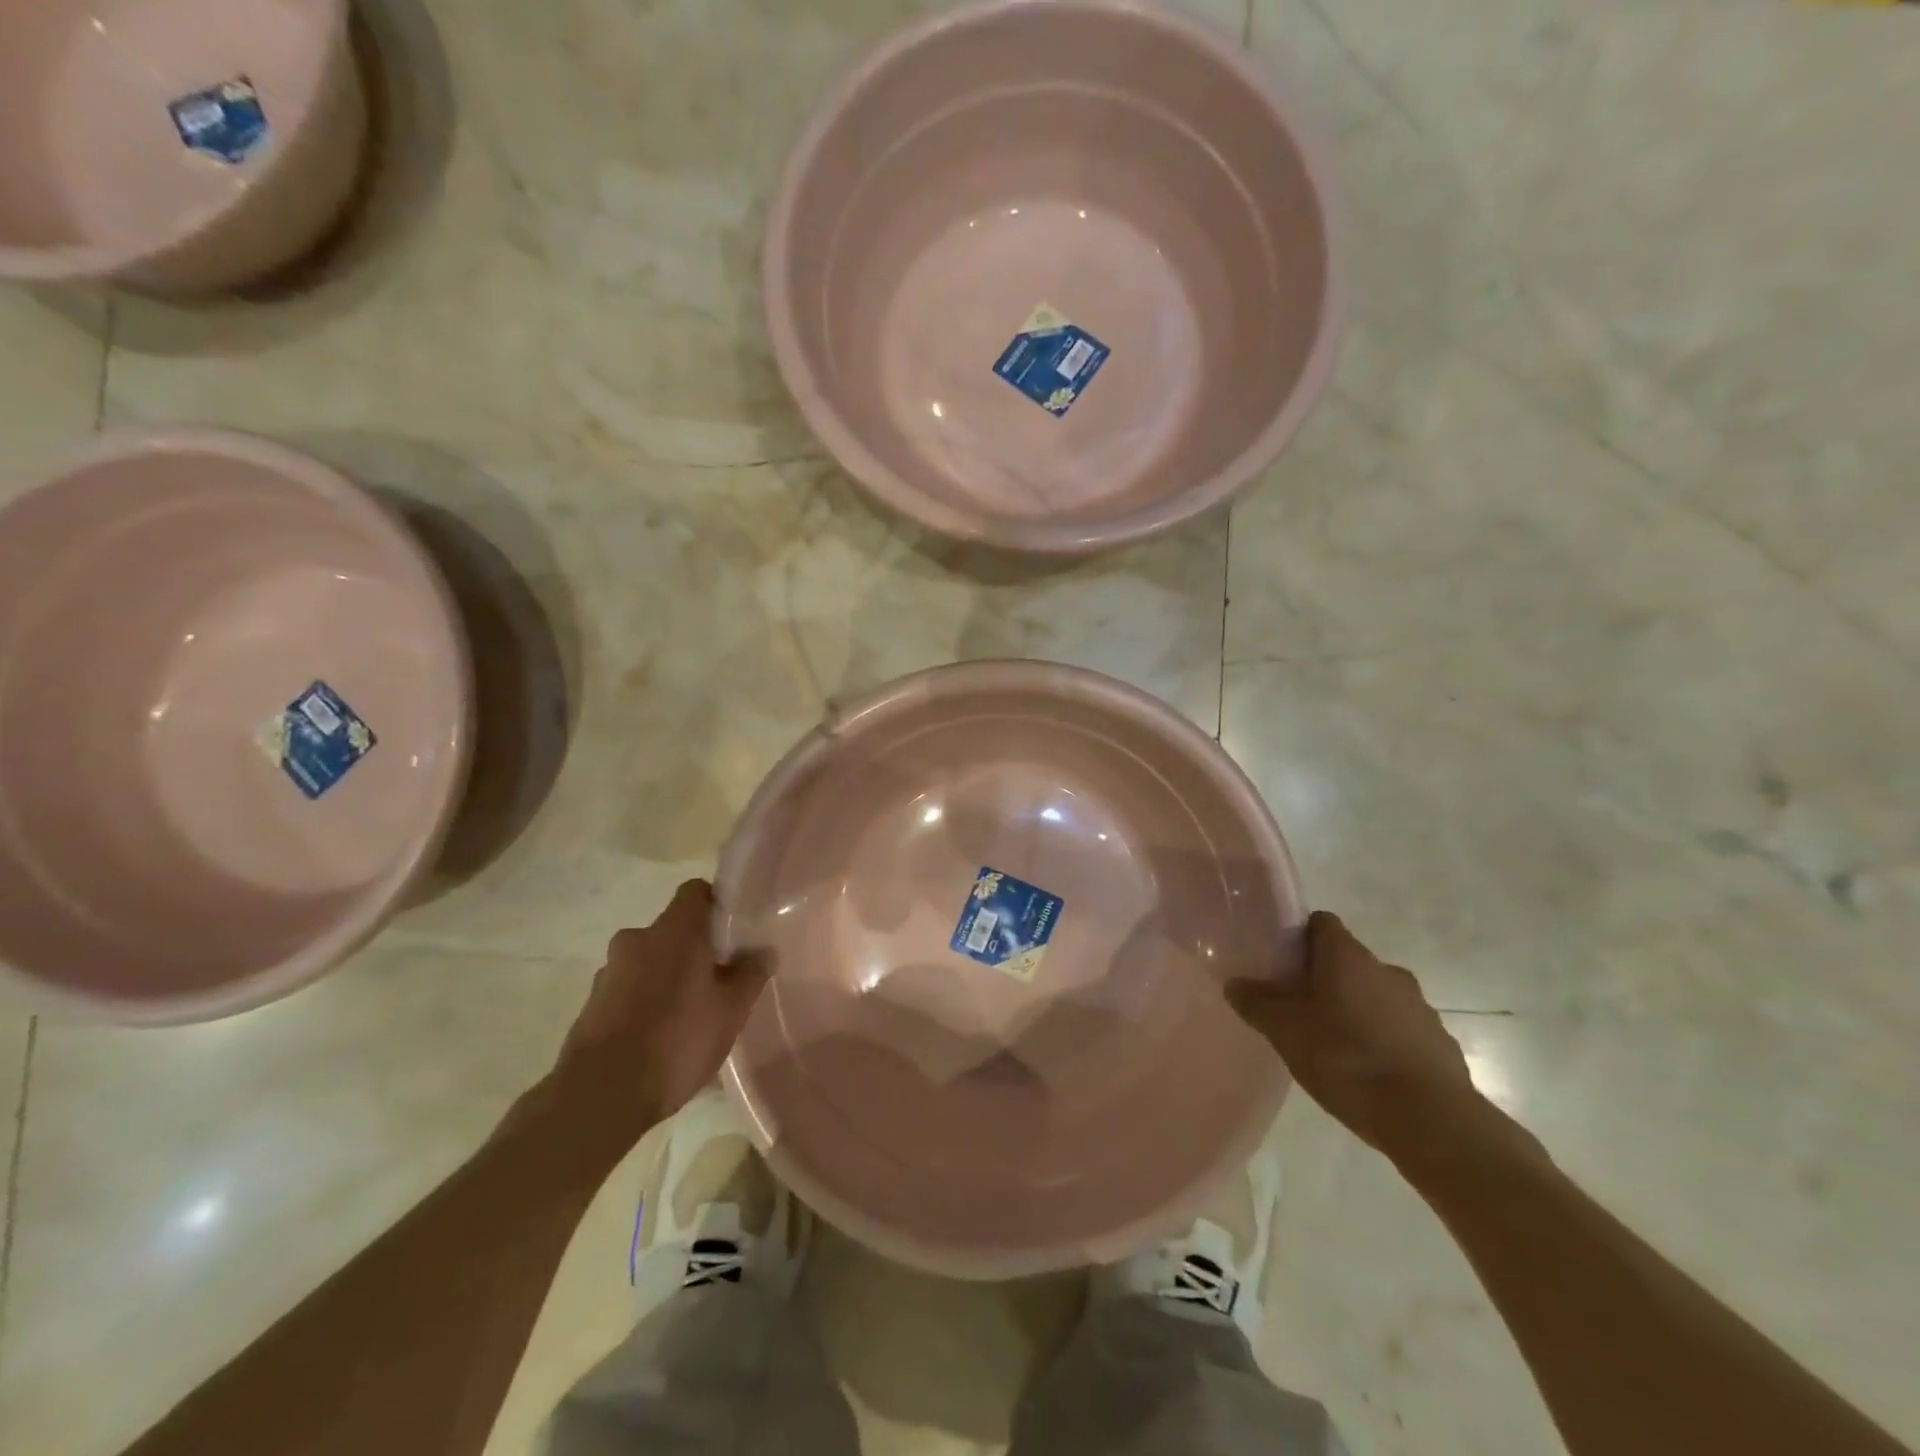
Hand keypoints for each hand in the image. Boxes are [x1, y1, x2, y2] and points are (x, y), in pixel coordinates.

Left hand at [556, 880, 768, 1146]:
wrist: (600, 1096)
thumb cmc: (676, 1040)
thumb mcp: (731, 1010)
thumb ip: (750, 974)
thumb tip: (763, 951)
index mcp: (674, 930)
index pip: (696, 891)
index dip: (717, 904)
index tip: (734, 931)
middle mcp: (637, 939)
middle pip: (673, 930)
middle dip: (695, 949)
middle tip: (718, 979)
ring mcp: (608, 972)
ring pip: (650, 961)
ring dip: (668, 977)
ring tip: (690, 1015)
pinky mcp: (591, 1005)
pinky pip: (629, 990)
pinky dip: (646, 1002)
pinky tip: (661, 1037)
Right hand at [1226, 911, 1480, 1161]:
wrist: (1429, 1120)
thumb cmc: (1346, 1058)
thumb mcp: (1283, 1029)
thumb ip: (1255, 1001)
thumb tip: (1235, 983)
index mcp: (1348, 956)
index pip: (1321, 923)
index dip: (1299, 937)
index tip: (1281, 964)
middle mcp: (1387, 970)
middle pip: (1348, 962)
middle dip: (1325, 980)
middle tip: (1300, 1011)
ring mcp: (1419, 1007)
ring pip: (1377, 997)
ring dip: (1357, 1012)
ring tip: (1334, 1048)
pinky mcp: (1441, 1045)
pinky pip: (1402, 1032)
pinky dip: (1384, 1043)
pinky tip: (1369, 1074)